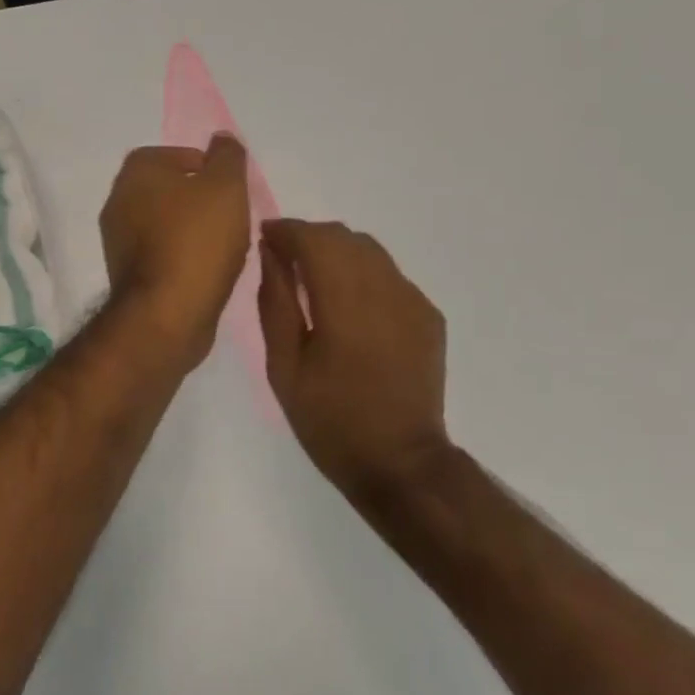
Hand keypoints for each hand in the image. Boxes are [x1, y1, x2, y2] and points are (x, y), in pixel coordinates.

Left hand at [100, 136, 251, 370]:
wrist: (166, 314)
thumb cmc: (197, 240)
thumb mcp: (226, 186)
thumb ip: (227, 156)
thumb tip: (221, 138)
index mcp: (136, 172)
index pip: (175, 154)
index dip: (207, 168)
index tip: (230, 189)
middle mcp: (117, 200)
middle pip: (169, 190)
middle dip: (200, 200)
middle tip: (230, 216)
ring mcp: (117, 240)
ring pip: (164, 223)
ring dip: (191, 230)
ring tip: (223, 246)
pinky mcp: (125, 274)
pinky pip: (160, 254)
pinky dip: (181, 256)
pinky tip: (205, 271)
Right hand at [257, 219, 450, 498]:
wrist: (401, 464)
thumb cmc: (330, 420)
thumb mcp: (284, 367)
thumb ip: (275, 302)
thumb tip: (271, 254)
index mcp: (343, 302)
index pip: (313, 239)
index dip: (286, 230)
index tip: (265, 236)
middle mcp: (384, 289)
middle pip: (343, 235)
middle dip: (310, 237)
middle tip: (285, 260)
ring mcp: (412, 300)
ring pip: (370, 250)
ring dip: (338, 252)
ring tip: (316, 281)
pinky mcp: (429, 315)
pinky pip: (390, 275)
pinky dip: (364, 275)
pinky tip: (352, 308)